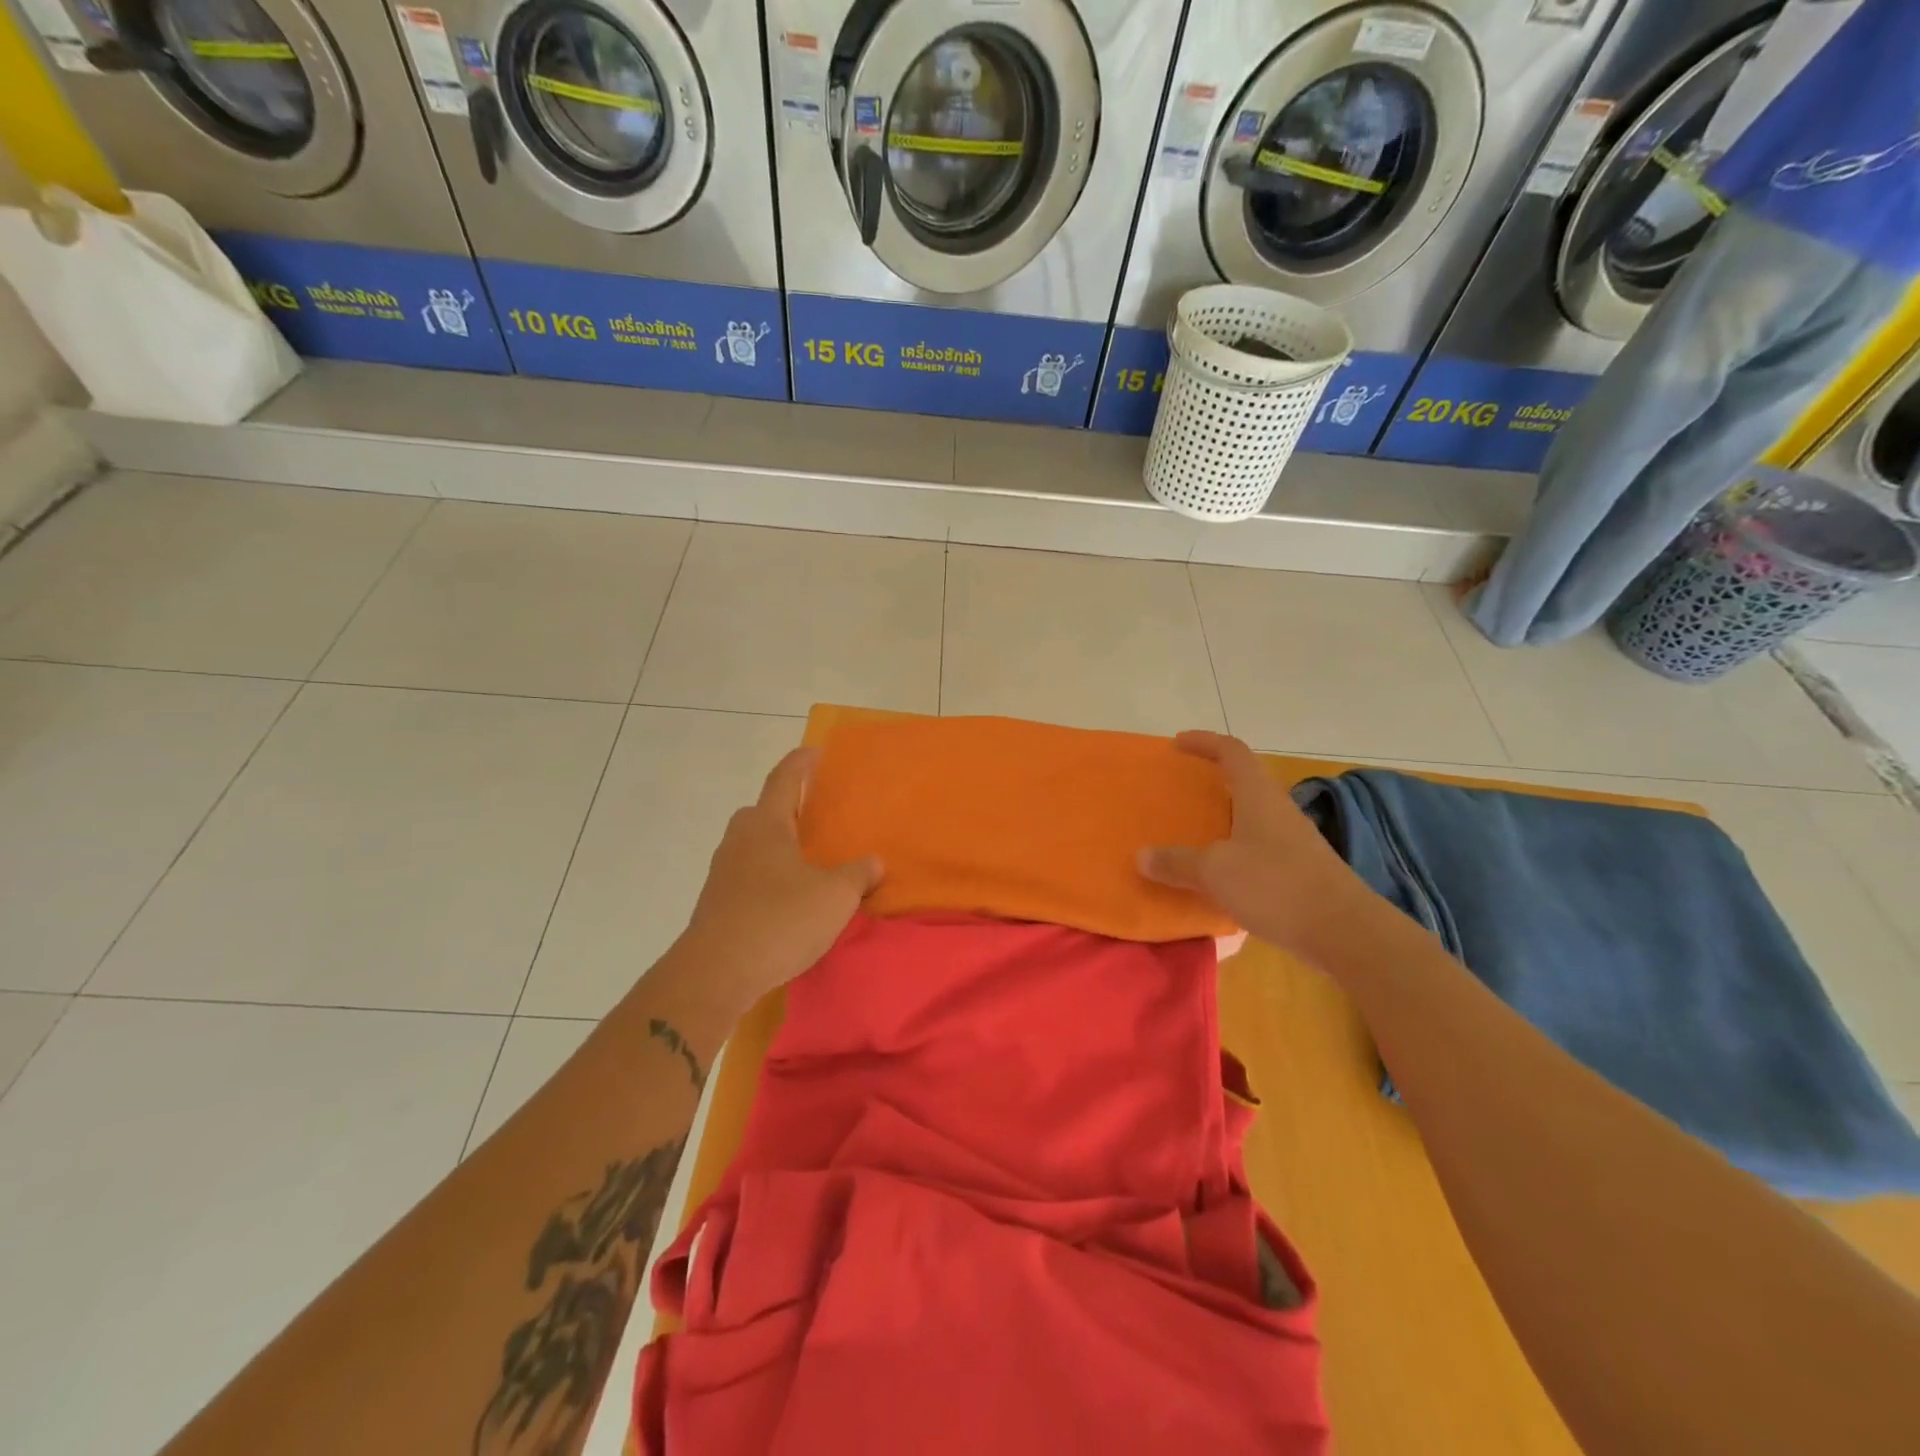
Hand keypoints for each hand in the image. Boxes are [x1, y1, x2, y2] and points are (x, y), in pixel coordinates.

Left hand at [678, 747, 882, 1008]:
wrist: (716, 974)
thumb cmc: (780, 919)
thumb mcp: (835, 895)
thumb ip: (858, 874)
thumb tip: (873, 862)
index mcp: (766, 824)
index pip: (784, 778)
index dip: (802, 762)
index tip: (816, 750)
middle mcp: (739, 839)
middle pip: (766, 811)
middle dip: (791, 808)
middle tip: (820, 815)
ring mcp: (723, 871)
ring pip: (756, 845)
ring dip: (780, 846)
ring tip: (811, 860)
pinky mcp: (717, 903)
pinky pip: (750, 875)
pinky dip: (771, 876)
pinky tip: (791, 899)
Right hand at [1138, 731, 1375, 968]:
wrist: (1346, 933)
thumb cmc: (1277, 886)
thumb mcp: (1216, 872)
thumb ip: (1177, 862)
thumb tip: (1142, 856)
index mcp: (1259, 797)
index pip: (1232, 752)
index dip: (1205, 742)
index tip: (1178, 744)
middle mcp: (1278, 812)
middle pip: (1244, 783)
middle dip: (1211, 782)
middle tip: (1180, 792)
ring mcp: (1293, 842)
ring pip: (1251, 819)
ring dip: (1223, 821)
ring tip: (1192, 835)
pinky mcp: (1300, 872)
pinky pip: (1258, 850)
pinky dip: (1234, 853)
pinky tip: (1218, 878)